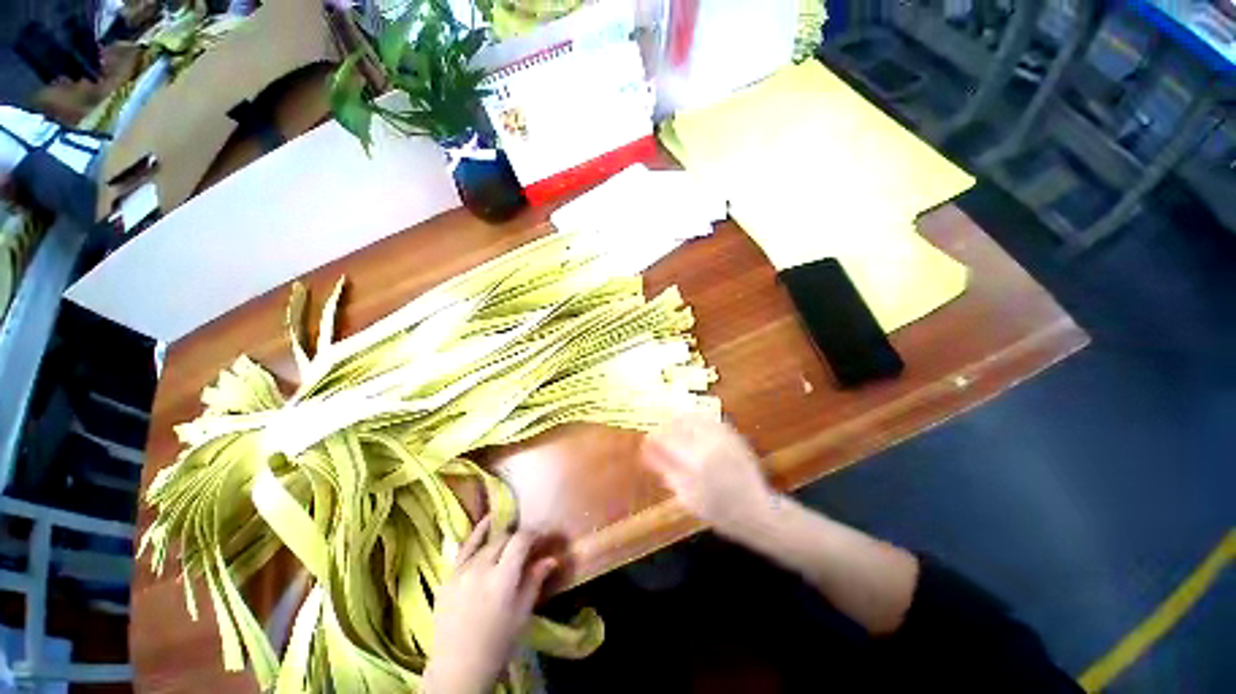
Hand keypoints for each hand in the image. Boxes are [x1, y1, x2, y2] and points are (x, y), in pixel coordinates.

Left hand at [423, 517, 556, 693]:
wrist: (457, 668)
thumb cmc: (497, 643)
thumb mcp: (522, 613)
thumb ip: (535, 580)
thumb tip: (552, 557)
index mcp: (502, 579)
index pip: (520, 541)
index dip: (534, 534)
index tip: (543, 537)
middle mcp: (481, 569)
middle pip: (504, 539)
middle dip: (518, 537)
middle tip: (528, 545)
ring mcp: (461, 571)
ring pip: (487, 543)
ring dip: (501, 539)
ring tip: (511, 537)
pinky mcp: (448, 577)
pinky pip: (464, 548)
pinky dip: (477, 533)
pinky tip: (488, 521)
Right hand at [640, 414, 774, 538]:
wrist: (756, 511)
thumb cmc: (718, 511)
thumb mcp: (687, 497)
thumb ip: (666, 471)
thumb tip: (647, 453)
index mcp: (695, 462)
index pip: (666, 440)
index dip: (652, 439)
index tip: (646, 443)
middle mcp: (709, 444)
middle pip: (679, 423)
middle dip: (664, 427)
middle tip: (658, 436)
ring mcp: (723, 437)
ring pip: (694, 417)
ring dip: (679, 420)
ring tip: (672, 430)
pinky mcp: (733, 435)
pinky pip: (709, 419)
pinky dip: (696, 420)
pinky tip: (691, 429)